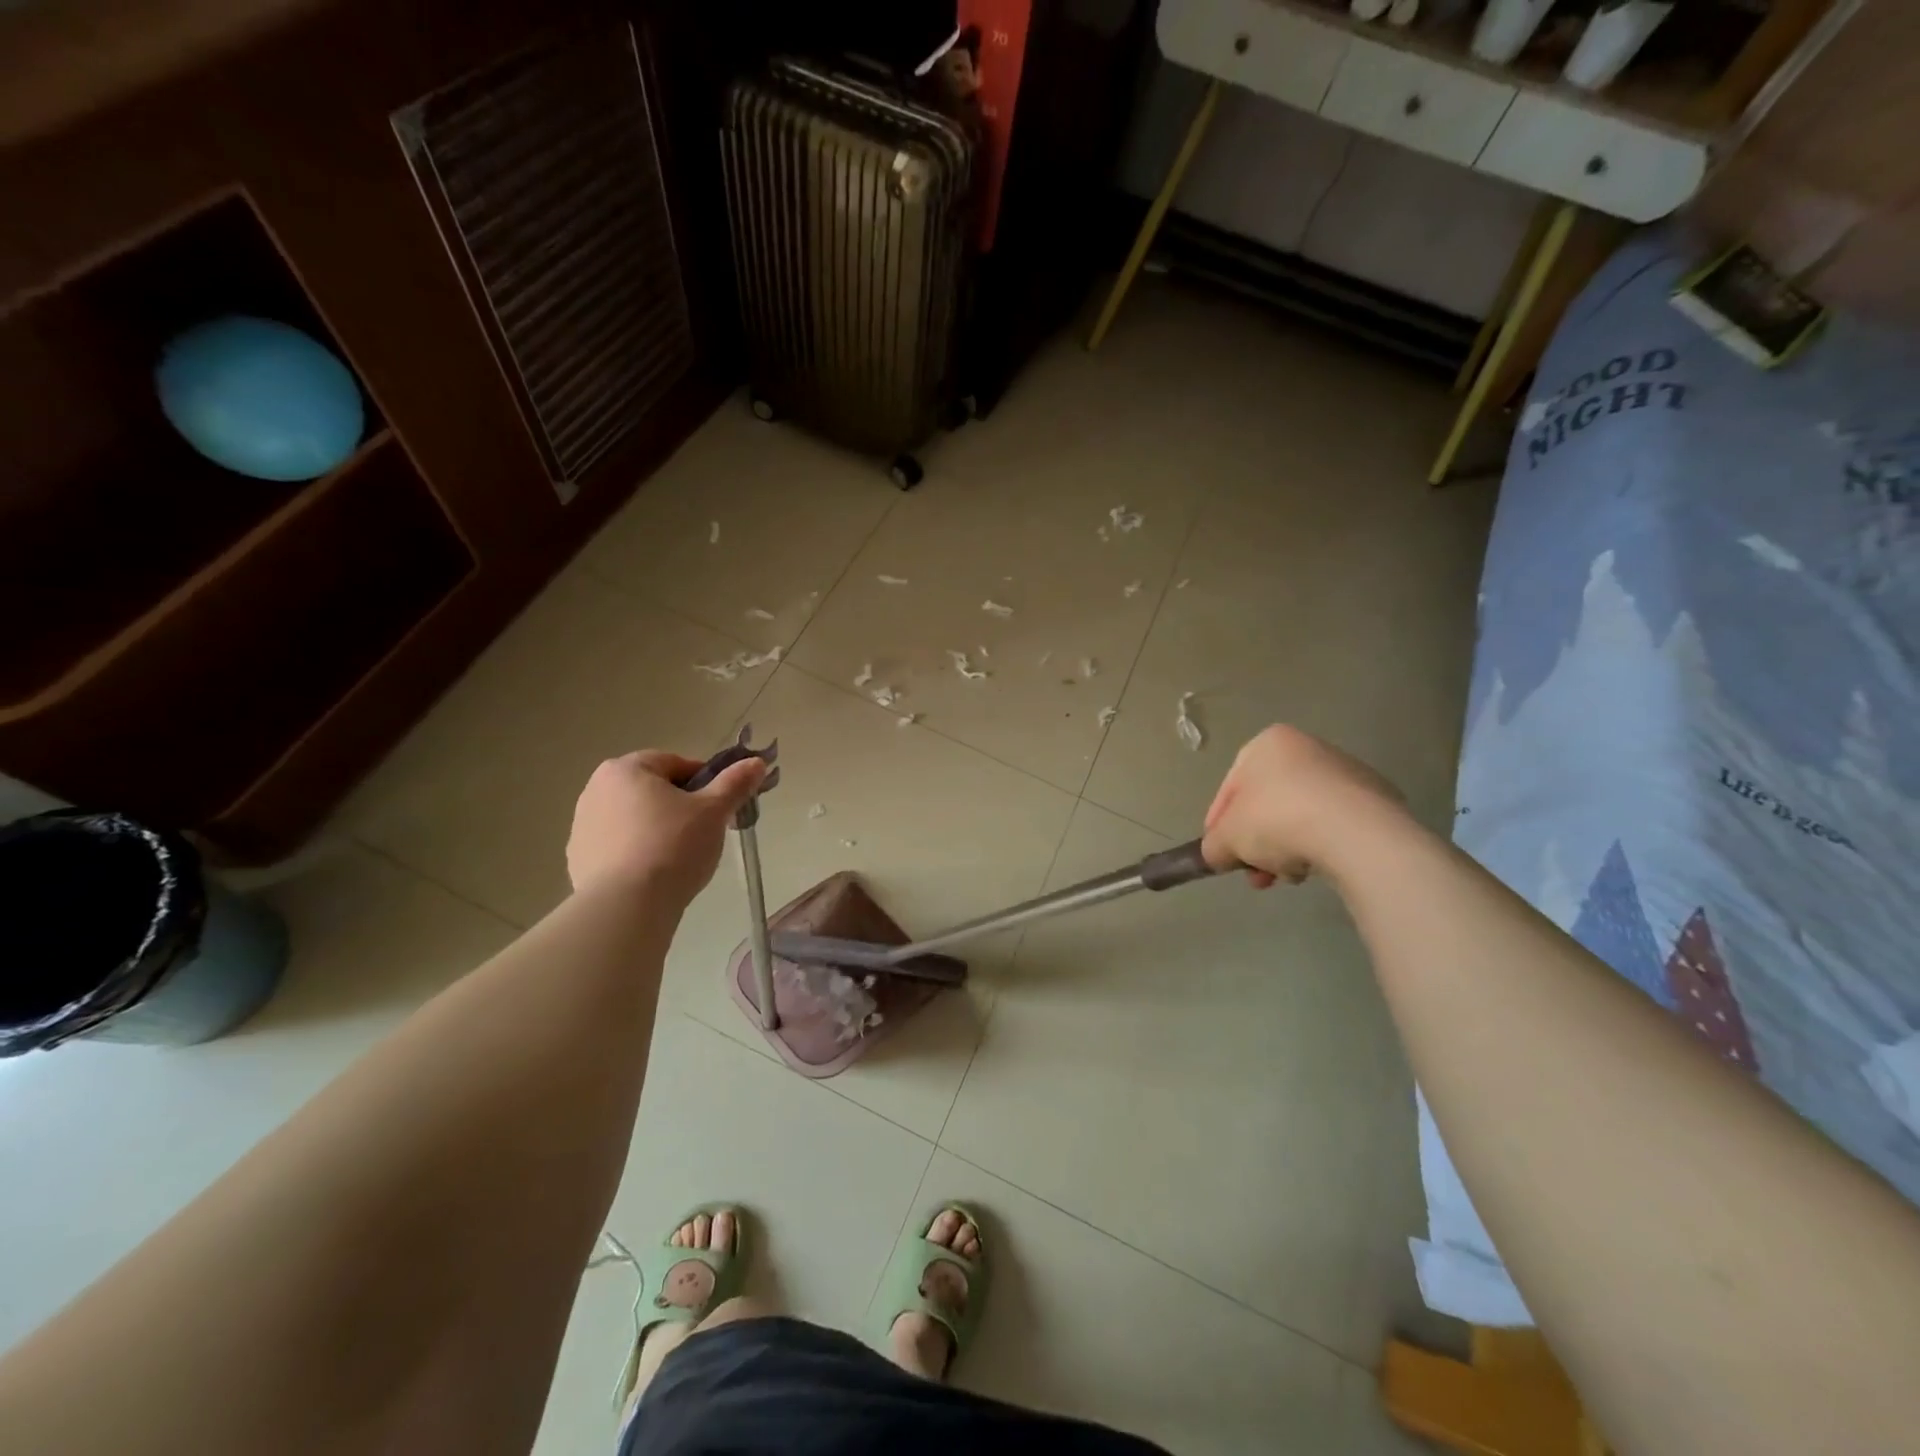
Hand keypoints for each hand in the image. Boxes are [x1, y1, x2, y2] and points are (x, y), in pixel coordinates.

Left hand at [567, 750, 765, 902]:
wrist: (626, 906)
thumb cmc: (672, 846)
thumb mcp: (714, 811)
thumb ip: (735, 783)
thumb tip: (756, 762)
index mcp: (626, 768)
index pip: (676, 764)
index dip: (705, 783)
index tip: (720, 808)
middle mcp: (596, 789)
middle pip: (653, 791)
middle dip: (681, 807)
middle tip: (705, 833)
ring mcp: (583, 826)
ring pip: (636, 819)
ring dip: (659, 830)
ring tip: (681, 859)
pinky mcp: (579, 859)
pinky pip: (619, 847)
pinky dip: (639, 854)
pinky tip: (656, 875)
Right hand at [1200, 725, 1404, 887]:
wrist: (1355, 834)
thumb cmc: (1277, 820)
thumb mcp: (1226, 838)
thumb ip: (1213, 845)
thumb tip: (1218, 854)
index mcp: (1268, 743)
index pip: (1231, 788)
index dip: (1219, 825)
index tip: (1220, 854)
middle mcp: (1308, 748)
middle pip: (1268, 804)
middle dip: (1257, 844)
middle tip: (1255, 874)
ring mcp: (1346, 773)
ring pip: (1300, 817)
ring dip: (1287, 849)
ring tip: (1288, 877)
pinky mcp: (1376, 800)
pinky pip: (1333, 826)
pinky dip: (1320, 846)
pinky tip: (1316, 868)